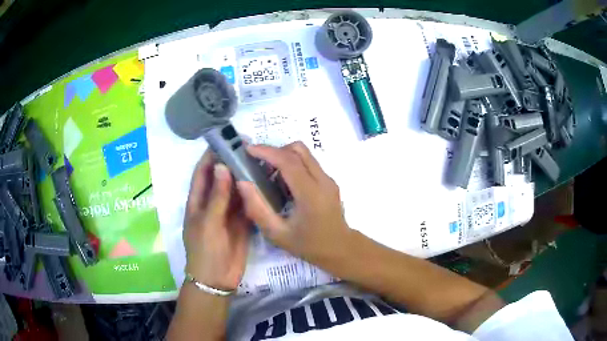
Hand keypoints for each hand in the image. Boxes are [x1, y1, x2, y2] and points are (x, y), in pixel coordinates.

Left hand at [183, 150, 250, 290]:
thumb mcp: (208, 222)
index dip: (211, 156)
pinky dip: (253, 194)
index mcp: (198, 201)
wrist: (217, 279)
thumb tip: (222, 166)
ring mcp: (227, 213)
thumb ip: (216, 196)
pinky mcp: (241, 222)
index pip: (203, 172)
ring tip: (259, 160)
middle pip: (221, 178)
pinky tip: (265, 183)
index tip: (225, 140)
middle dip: (231, 163)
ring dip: (244, 177)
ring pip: (235, 190)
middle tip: (249, 148)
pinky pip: (247, 204)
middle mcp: (212, 203)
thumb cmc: (205, 250)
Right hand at [236, 142, 350, 262]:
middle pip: (298, 149)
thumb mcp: (277, 234)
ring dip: (284, 156)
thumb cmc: (308, 245)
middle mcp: (323, 181)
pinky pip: (309, 162)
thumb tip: (243, 183)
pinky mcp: (329, 180)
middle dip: (274, 150)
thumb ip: (258, 208)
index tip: (248, 150)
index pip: (289, 162)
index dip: (267, 152)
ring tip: (269, 175)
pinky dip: (293, 163)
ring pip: (304, 153)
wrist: (340, 249)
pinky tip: (284, 183)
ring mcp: (329, 179)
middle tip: (257, 163)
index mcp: (311, 195)